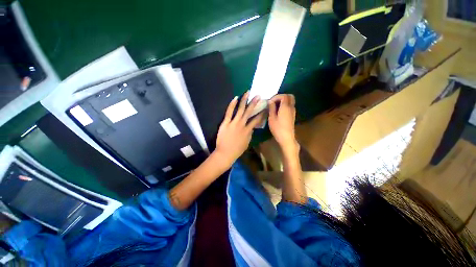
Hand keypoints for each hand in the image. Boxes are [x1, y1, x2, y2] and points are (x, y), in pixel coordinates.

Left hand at [214, 91, 263, 166]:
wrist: (225, 153)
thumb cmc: (236, 150)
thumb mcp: (247, 143)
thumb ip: (250, 134)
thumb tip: (251, 128)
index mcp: (248, 130)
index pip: (256, 120)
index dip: (261, 113)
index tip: (264, 108)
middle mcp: (242, 124)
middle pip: (249, 111)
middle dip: (254, 103)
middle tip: (258, 95)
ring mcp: (234, 122)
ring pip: (240, 109)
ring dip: (244, 100)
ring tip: (247, 92)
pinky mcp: (226, 122)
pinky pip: (229, 112)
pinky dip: (232, 104)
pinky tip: (235, 98)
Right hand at [268, 94, 298, 152]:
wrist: (286, 138)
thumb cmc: (278, 128)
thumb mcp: (272, 118)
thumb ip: (271, 108)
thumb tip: (270, 101)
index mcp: (286, 107)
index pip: (283, 96)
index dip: (276, 97)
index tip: (270, 102)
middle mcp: (291, 107)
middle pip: (290, 96)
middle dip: (281, 96)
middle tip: (274, 101)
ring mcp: (293, 111)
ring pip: (291, 101)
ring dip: (283, 101)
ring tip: (275, 106)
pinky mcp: (293, 115)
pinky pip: (290, 106)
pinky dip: (285, 105)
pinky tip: (278, 111)